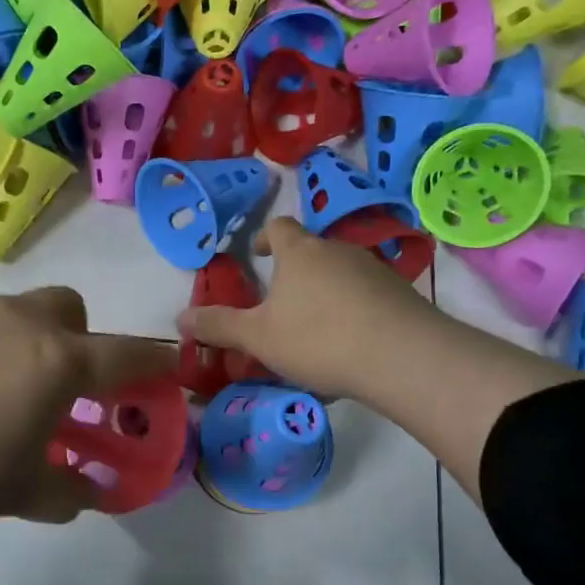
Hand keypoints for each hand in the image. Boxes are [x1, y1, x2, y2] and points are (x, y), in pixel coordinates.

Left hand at [0, 288, 177, 537]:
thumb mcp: (13, 495)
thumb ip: (64, 489)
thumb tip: (87, 491)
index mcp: (54, 361)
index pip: (127, 355)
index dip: (156, 365)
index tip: (170, 373)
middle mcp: (16, 322)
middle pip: (71, 311)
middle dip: (82, 343)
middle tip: (61, 394)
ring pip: (18, 314)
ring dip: (29, 347)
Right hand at [178, 218, 427, 401]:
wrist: (403, 357)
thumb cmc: (318, 338)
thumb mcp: (258, 337)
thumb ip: (219, 326)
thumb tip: (180, 319)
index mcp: (300, 252)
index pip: (280, 227)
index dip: (266, 237)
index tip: (258, 253)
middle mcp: (338, 250)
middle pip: (312, 252)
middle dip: (295, 273)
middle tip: (281, 304)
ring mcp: (375, 270)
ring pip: (341, 276)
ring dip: (325, 295)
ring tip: (315, 332)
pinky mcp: (402, 295)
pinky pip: (367, 299)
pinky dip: (354, 314)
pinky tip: (349, 350)